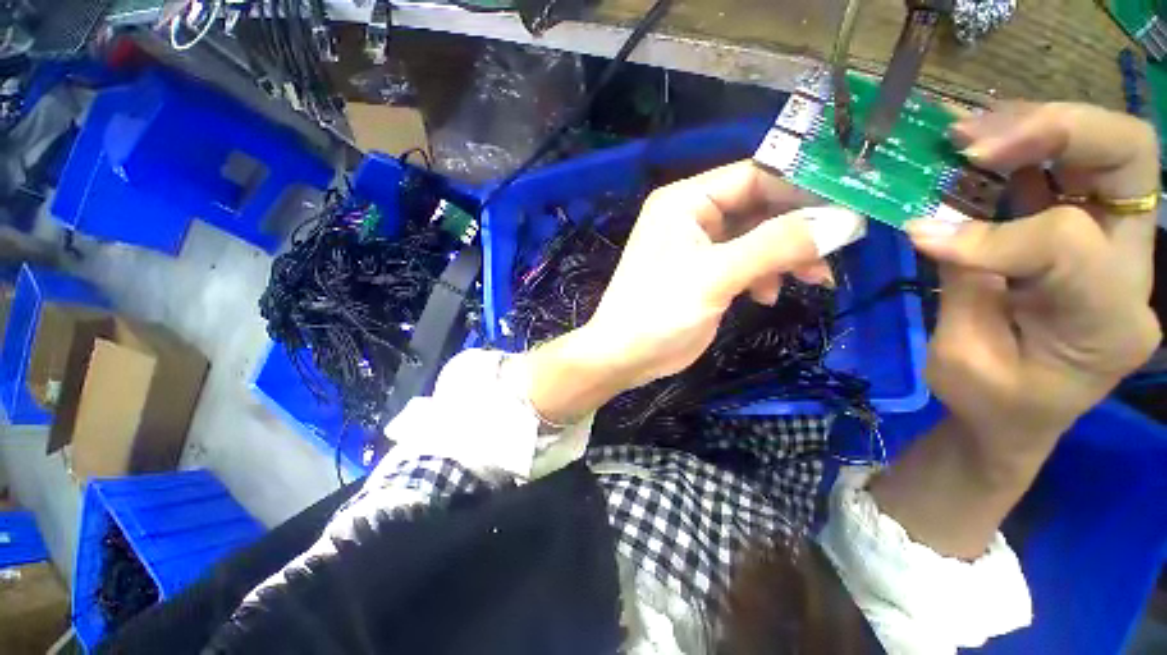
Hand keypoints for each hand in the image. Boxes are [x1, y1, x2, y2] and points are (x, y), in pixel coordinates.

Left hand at [524, 161, 865, 423]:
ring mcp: (698, 246)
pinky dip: (764, 275)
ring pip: (756, 237)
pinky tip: (766, 296)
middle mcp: (691, 216)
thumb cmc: (659, 311)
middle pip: (759, 207)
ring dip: (786, 256)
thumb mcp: (716, 275)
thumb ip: (776, 245)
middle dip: (798, 229)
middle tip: (838, 250)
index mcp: (685, 202)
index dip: (801, 187)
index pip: (754, 176)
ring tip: (813, 280)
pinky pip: (745, 262)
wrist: (625, 356)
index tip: (850, 206)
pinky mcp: (704, 273)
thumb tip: (844, 221)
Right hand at [911, 103, 1161, 470]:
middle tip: (974, 140)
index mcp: (1110, 324)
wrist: (1017, 417)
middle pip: (1128, 161)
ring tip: (969, 133)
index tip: (923, 235)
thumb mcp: (962, 358)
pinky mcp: (1089, 236)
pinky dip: (1028, 149)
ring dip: (1037, 128)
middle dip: (1054, 132)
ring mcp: (1116, 247)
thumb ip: (962, 284)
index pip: (1068, 245)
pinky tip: (984, 149)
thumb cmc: (990, 403)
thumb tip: (928, 224)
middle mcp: (1132, 273)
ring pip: (1108, 150)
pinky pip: (1073, 171)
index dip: (992, 235)